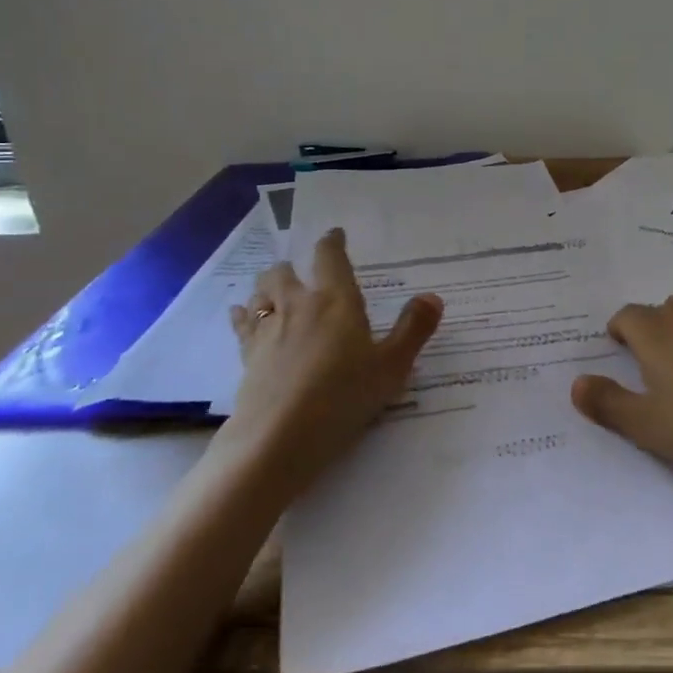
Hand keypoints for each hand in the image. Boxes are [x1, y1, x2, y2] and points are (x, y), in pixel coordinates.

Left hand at [220, 228, 442, 494]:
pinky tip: (240, 314)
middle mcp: (298, 306)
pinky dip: (242, 315)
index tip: (334, 234)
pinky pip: (242, 325)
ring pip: (261, 294)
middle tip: (298, 269)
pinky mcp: (248, 357)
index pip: (331, 259)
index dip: (332, 243)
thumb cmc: (344, 397)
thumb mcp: (392, 366)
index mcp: (336, 301)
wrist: (279, 438)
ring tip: (272, 287)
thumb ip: (413, 329)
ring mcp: (268, 331)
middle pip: (285, 273)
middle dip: (292, 267)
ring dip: (267, 287)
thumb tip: (433, 296)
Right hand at [570, 292, 672, 487]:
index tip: (612, 343)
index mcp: (654, 340)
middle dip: (644, 322)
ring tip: (671, 318)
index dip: (618, 326)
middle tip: (636, 342)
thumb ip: (607, 403)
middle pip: (658, 313)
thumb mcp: (644, 424)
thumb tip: (576, 383)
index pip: (629, 316)